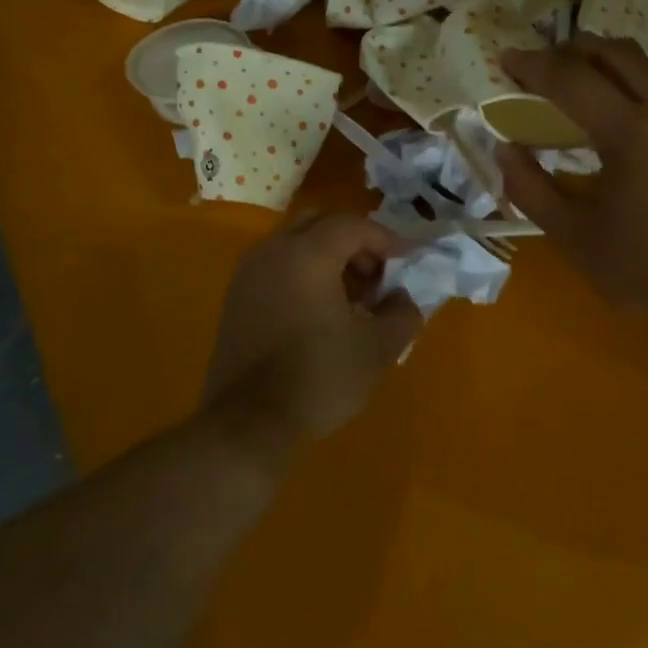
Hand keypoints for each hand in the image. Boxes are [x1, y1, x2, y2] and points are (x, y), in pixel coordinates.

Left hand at [202, 211, 423, 447]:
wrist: (248, 422)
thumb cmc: (319, 378)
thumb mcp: (378, 348)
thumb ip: (402, 312)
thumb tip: (402, 298)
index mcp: (306, 254)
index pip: (353, 225)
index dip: (388, 239)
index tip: (410, 261)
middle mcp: (272, 252)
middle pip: (319, 225)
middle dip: (354, 243)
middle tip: (378, 276)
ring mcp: (247, 275)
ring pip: (294, 245)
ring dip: (328, 259)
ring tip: (353, 299)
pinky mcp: (236, 301)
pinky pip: (277, 269)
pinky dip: (304, 276)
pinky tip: (321, 315)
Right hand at [497, 36, 647, 314]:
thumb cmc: (641, 267)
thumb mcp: (572, 236)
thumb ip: (531, 189)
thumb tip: (504, 149)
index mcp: (628, 132)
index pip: (571, 79)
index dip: (533, 65)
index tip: (505, 58)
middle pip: (615, 53)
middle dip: (571, 50)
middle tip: (541, 65)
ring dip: (609, 59)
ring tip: (582, 77)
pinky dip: (639, 80)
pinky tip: (626, 108)